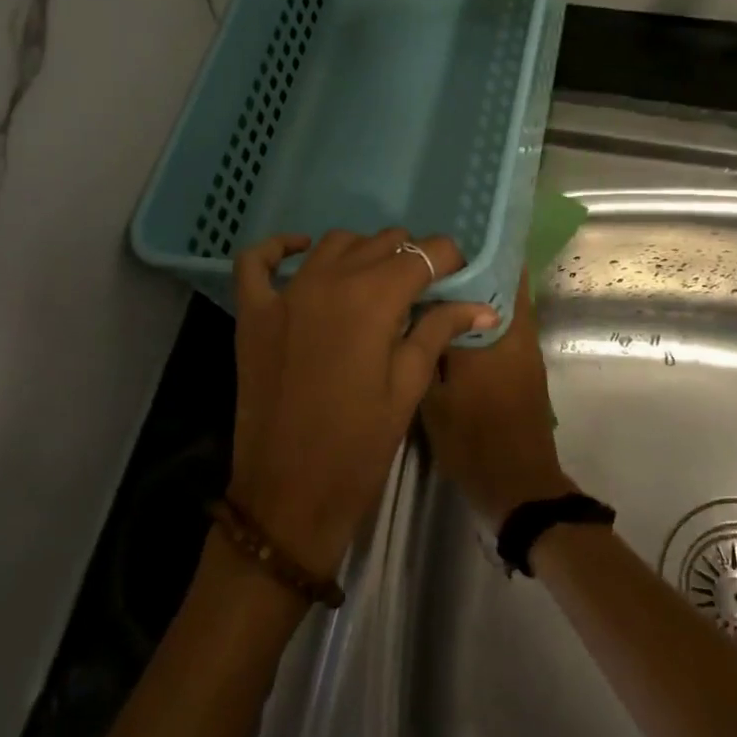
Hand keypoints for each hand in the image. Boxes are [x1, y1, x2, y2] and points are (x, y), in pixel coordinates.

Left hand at [229, 229, 495, 577]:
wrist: (288, 495)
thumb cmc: (358, 447)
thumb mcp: (407, 388)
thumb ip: (438, 332)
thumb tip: (482, 305)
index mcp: (374, 299)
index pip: (426, 253)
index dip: (449, 262)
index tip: (457, 281)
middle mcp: (329, 280)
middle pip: (382, 242)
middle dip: (410, 258)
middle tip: (422, 292)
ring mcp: (285, 293)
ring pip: (332, 243)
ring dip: (362, 251)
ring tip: (376, 281)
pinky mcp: (253, 313)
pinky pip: (256, 261)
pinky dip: (280, 248)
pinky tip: (302, 252)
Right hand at [420, 271, 573, 525]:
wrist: (518, 484)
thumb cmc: (472, 441)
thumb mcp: (434, 397)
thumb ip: (427, 348)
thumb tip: (418, 308)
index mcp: (493, 334)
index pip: (490, 275)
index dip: (467, 254)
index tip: (438, 241)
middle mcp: (516, 332)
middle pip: (504, 281)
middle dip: (475, 265)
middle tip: (435, 257)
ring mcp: (525, 348)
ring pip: (505, 302)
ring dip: (481, 288)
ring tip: (440, 281)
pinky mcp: (526, 364)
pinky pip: (505, 323)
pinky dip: (485, 313)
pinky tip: (452, 317)